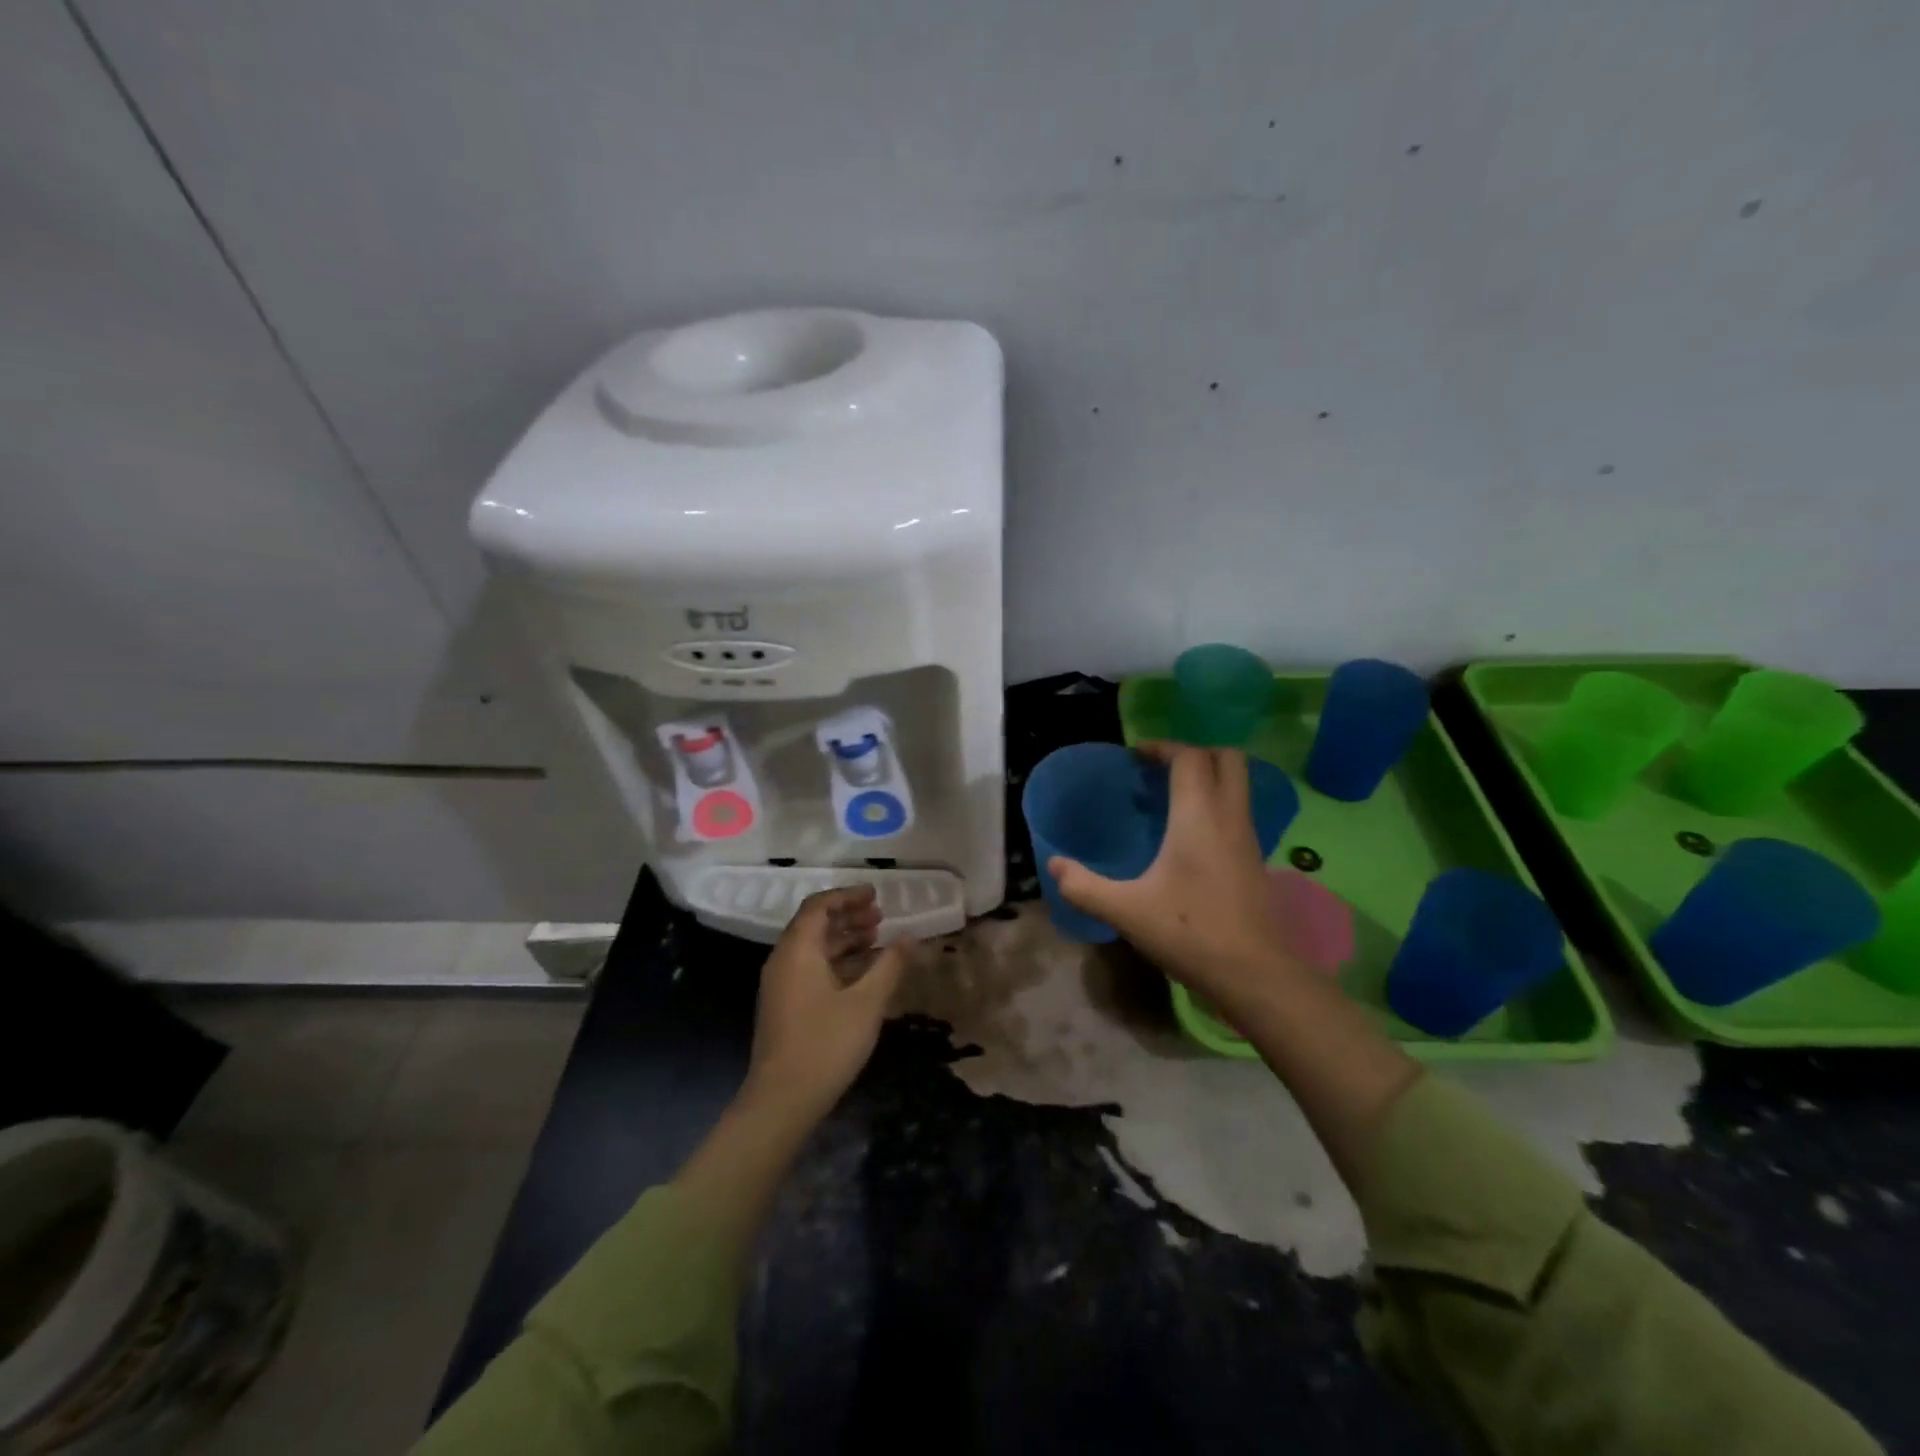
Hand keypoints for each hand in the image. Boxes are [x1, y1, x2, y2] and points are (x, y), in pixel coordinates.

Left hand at [745, 885, 905, 1118]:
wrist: (782, 1100)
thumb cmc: (826, 1044)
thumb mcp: (867, 1003)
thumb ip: (889, 965)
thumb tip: (909, 937)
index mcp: (798, 950)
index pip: (819, 905)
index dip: (848, 896)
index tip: (876, 895)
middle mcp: (783, 960)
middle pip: (814, 923)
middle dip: (848, 916)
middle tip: (881, 917)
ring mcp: (780, 984)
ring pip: (813, 947)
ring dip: (843, 938)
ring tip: (876, 940)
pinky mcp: (784, 1005)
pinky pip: (810, 967)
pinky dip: (835, 960)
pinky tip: (862, 973)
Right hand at [1048, 743, 1293, 1013]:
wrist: (1256, 974)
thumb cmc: (1190, 931)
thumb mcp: (1126, 911)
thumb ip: (1084, 886)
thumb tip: (1054, 865)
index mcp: (1199, 816)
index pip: (1190, 757)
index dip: (1163, 747)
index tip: (1136, 757)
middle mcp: (1230, 817)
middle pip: (1228, 758)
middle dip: (1195, 753)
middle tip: (1160, 770)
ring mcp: (1249, 838)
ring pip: (1238, 785)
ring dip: (1208, 778)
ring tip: (1169, 800)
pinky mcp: (1256, 861)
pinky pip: (1238, 812)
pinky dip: (1216, 805)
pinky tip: (1189, 837)